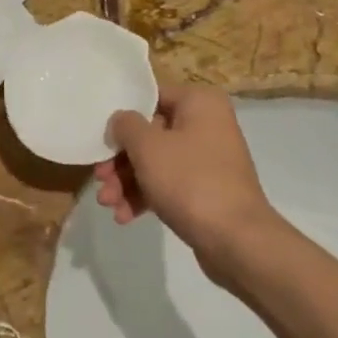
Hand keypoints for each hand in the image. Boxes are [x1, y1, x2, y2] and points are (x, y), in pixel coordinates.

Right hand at [99, 84, 280, 278]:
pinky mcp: (206, 190)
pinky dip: (146, 197)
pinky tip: (124, 216)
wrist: (236, 240)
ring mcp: (208, 159)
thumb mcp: (148, 147)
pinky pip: (169, 185)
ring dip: (128, 182)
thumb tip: (121, 120)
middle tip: (100, 179)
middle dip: (121, 161)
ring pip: (157, 162)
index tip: (102, 138)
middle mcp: (208, 124)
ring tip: (108, 204)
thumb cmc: (190, 181)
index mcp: (200, 103)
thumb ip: (126, 126)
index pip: (151, 98)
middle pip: (151, 134)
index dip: (123, 117)